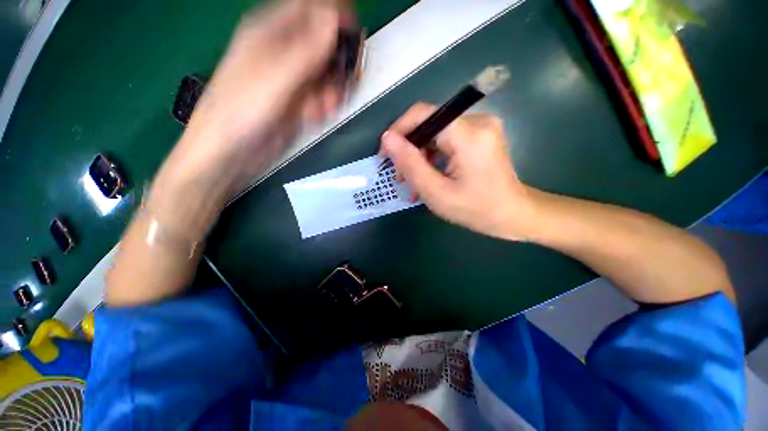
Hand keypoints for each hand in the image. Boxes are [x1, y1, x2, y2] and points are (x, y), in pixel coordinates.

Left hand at [155, 0, 343, 207]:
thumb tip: (333, 18)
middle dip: (337, 65)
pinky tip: (313, 116)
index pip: (310, 8)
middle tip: (339, 84)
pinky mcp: (299, 103)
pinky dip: (324, 107)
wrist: (233, 151)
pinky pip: (322, 97)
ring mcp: (293, 80)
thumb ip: (305, 49)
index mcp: (271, 33)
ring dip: (332, 92)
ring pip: (327, 75)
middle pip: (324, 45)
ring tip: (322, 108)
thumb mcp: (275, 76)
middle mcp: (284, 53)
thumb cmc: (242, 109)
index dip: (334, 16)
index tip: (354, 35)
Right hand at [379, 103, 535, 240]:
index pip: (423, 114)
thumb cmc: (476, 209)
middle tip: (399, 175)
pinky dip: (433, 156)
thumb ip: (410, 164)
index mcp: (469, 134)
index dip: (399, 130)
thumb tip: (388, 139)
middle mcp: (477, 121)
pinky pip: (447, 139)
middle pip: (429, 124)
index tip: (385, 154)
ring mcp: (481, 127)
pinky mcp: (480, 135)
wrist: (513, 215)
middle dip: (409, 148)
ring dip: (420, 155)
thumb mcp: (436, 192)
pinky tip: (428, 175)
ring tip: (412, 181)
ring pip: (436, 133)